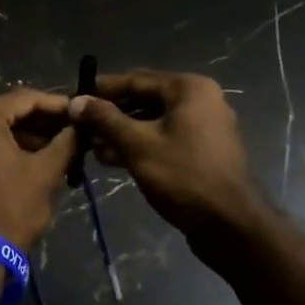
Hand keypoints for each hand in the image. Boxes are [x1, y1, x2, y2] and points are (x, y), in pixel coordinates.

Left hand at [0, 88, 77, 248]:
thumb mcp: (45, 173)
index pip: (25, 98)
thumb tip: (81, 126)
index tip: (81, 112)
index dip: (57, 105)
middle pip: (7, 112)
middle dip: (41, 122)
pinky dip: (4, 149)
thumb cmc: (11, 208)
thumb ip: (66, 142)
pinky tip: (31, 160)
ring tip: (58, 148)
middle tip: (72, 130)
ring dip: (24, 137)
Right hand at [69, 70, 268, 251]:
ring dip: (121, 132)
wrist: (231, 225)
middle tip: (78, 125)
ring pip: (153, 121)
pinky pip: (164, 138)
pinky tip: (110, 159)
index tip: (73, 97)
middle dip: (110, 113)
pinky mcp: (202, 152)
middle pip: (144, 99)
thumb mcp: (137, 144)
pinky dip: (139, 145)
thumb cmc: (183, 176)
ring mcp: (204, 127)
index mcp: (188, 88)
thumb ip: (105, 119)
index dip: (101, 89)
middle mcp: (199, 100)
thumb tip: (76, 101)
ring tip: (89, 145)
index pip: (135, 80)